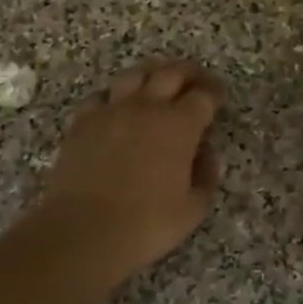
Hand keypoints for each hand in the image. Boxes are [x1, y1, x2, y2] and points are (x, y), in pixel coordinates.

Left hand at [35, 60, 225, 276]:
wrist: (83, 231)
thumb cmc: (146, 224)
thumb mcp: (193, 208)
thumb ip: (207, 176)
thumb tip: (208, 153)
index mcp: (179, 125)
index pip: (204, 95)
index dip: (215, 92)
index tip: (219, 97)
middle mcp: (147, 107)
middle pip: (171, 72)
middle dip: (189, 72)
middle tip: (196, 80)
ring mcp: (111, 110)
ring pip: (134, 75)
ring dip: (152, 74)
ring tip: (157, 83)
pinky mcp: (82, 122)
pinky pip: (101, 96)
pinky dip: (114, 96)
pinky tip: (117, 107)